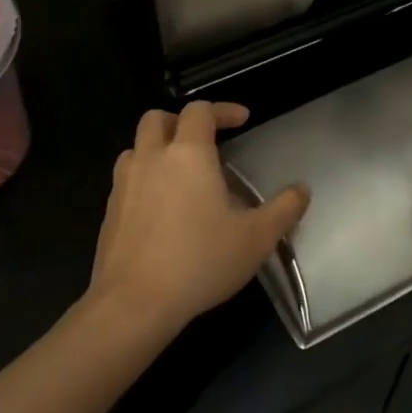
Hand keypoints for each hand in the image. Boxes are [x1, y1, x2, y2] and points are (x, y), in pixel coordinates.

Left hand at [87, 100, 308, 335]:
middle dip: (181, 121)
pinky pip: (126, 180)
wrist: (133, 303)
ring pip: (135, 147)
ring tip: (180, 173)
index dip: (222, 109)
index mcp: (188, 154)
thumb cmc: (200, 261)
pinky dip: (144, 179)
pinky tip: (161, 209)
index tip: (242, 120)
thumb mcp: (256, 238)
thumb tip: (302, 190)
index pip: (200, 111)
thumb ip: (284, 210)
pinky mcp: (109, 212)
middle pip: (157, 119)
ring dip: (157, 149)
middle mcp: (151, 159)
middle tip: (204, 140)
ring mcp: (124, 184)